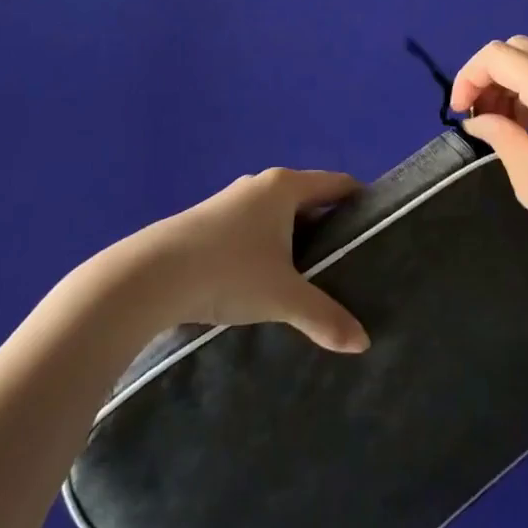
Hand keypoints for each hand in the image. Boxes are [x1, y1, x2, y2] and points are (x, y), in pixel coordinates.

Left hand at [129, 168, 370, 353]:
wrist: (150, 276)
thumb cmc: (228, 271)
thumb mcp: (283, 297)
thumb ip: (325, 317)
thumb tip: (363, 343)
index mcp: (285, 187)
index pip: (337, 183)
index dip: (360, 202)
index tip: (377, 228)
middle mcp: (260, 185)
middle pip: (308, 199)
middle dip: (329, 227)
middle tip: (350, 261)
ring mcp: (230, 201)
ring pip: (277, 216)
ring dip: (295, 240)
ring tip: (311, 275)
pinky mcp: (207, 222)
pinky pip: (252, 228)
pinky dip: (268, 247)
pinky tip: (266, 279)